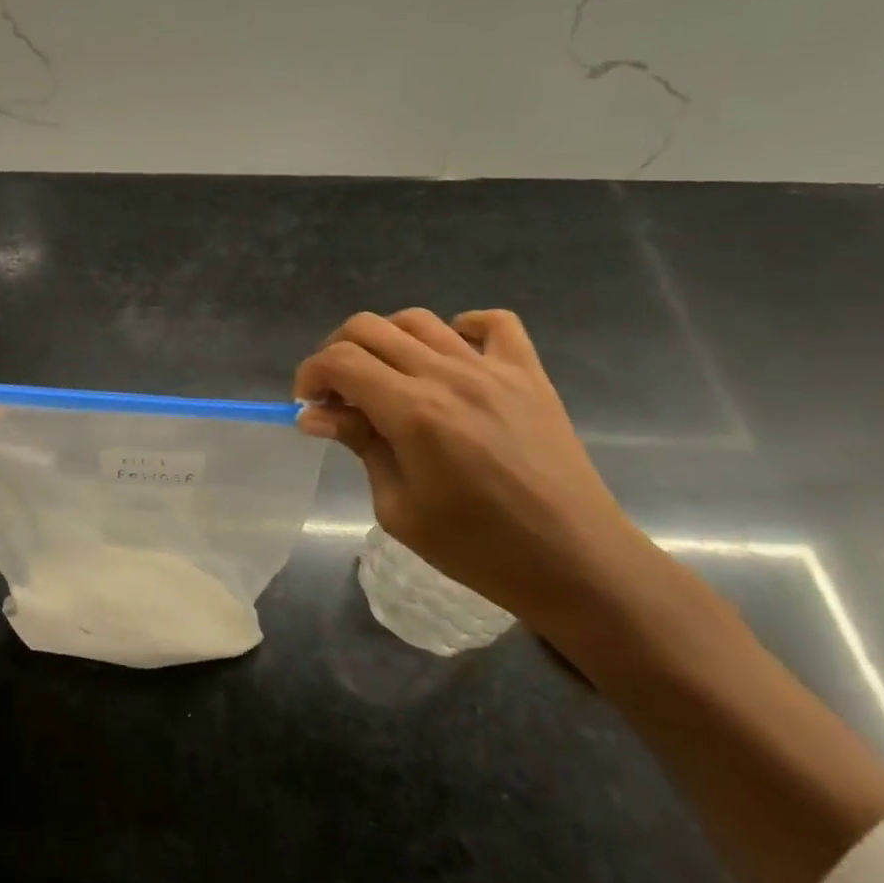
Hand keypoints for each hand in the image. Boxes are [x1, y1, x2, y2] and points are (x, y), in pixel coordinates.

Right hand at [294, 309, 656, 635]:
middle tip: (337, 393)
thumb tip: (316, 415)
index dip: (310, 374)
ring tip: (386, 376)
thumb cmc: (478, 548)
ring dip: (386, 340)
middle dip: (337, 352)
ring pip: (419, 319)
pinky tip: (451, 355)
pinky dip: (462, 328)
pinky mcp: (529, 374)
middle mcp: (447, 376)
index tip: (307, 405)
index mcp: (412, 411)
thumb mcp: (399, 508)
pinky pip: (494, 323)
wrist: (576, 562)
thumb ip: (359, 446)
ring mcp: (493, 369)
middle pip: (369, 328)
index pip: (340, 361)